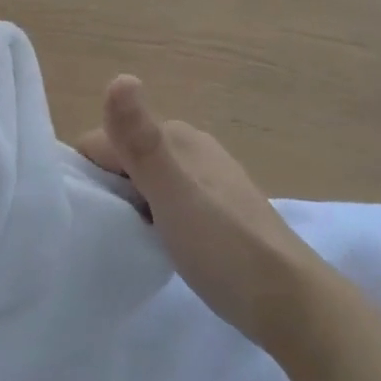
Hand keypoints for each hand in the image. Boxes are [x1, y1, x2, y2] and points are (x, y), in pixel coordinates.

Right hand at [77, 76, 326, 359]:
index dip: (90, 175)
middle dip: (110, 189)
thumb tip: (119, 77)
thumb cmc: (225, 247)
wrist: (290, 303)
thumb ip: (140, 142)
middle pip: (124, 159)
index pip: (104, 140)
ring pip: (145, 181)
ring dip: (130, 206)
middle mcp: (192, 148)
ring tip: (134, 240)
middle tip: (114, 229)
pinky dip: (153, 218)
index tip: (95, 213)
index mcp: (178, 136)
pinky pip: (166, 201)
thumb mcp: (172, 194)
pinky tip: (160, 244)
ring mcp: (207, 179)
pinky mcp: (217, 210)